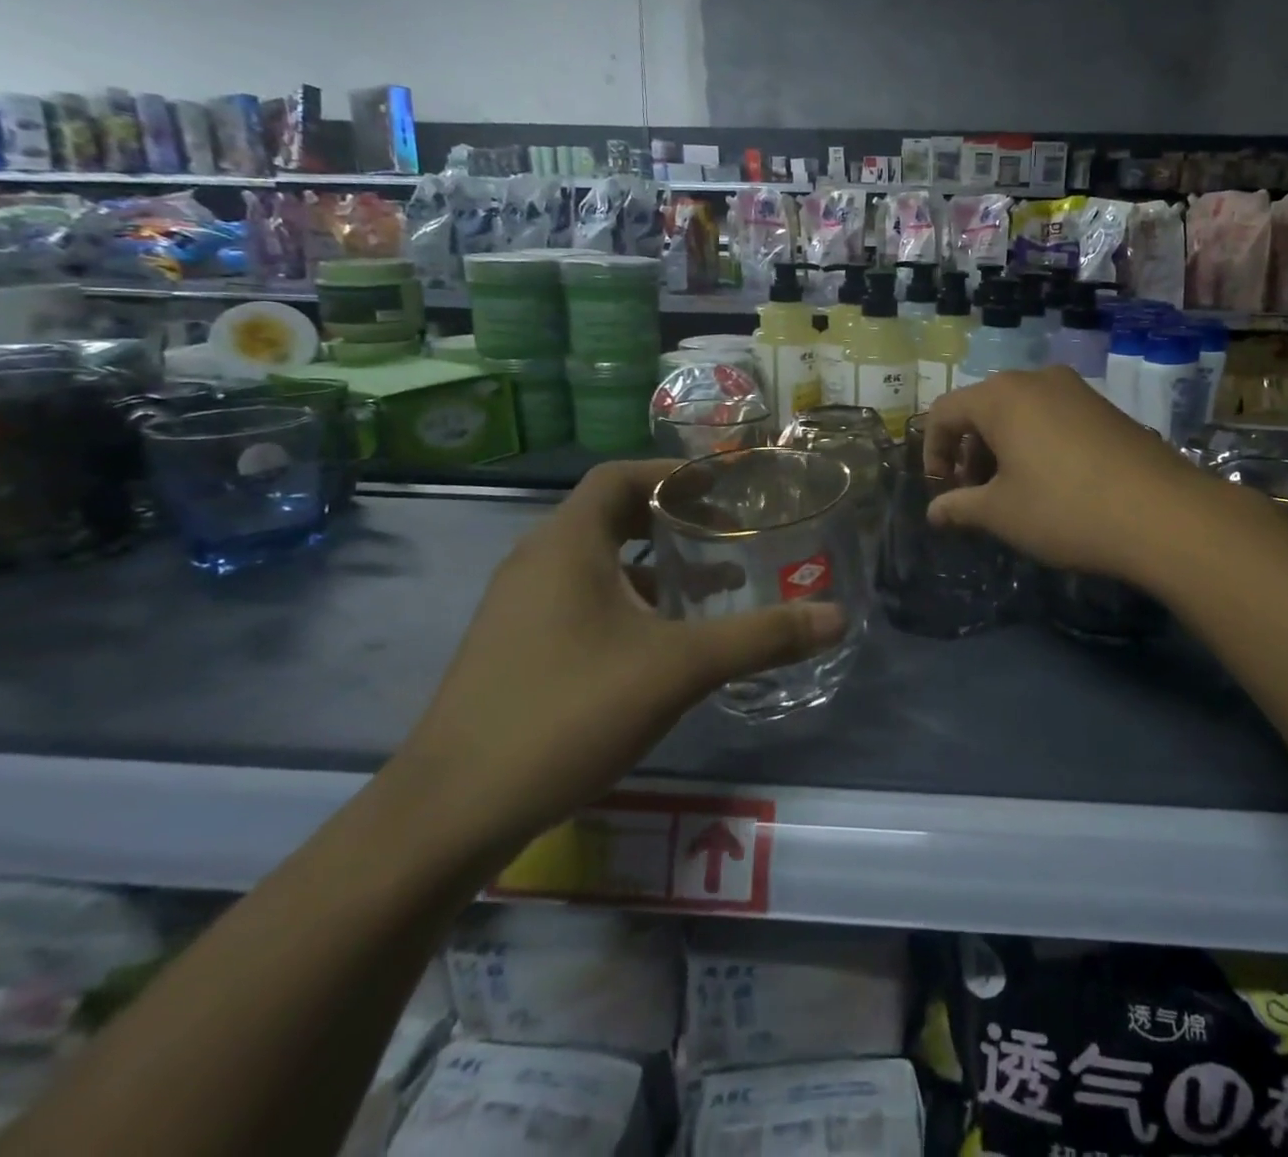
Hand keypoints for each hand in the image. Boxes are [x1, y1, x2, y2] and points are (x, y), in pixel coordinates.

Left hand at [395, 460, 844, 851]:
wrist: (451, 812)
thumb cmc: (568, 712)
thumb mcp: (678, 669)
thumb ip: (760, 638)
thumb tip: (835, 617)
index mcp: (566, 544)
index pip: (618, 477)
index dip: (672, 475)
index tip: (723, 487)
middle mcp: (536, 563)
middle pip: (609, 515)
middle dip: (669, 518)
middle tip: (727, 530)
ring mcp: (519, 608)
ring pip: (596, 563)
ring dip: (651, 564)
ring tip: (709, 583)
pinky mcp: (515, 648)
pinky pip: (580, 600)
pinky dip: (626, 601)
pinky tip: (661, 642)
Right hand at [924, 366, 1198, 583]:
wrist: (1164, 513)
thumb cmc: (1064, 509)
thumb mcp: (1001, 513)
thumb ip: (959, 507)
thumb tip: (933, 512)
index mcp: (1000, 397)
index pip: (944, 412)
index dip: (932, 451)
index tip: (941, 490)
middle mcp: (1036, 380)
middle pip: (982, 408)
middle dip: (969, 451)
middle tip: (975, 494)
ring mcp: (1075, 390)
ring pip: (1019, 412)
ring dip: (1002, 448)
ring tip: (1012, 491)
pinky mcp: (1104, 407)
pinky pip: (1052, 417)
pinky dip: (1035, 443)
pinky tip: (1052, 482)